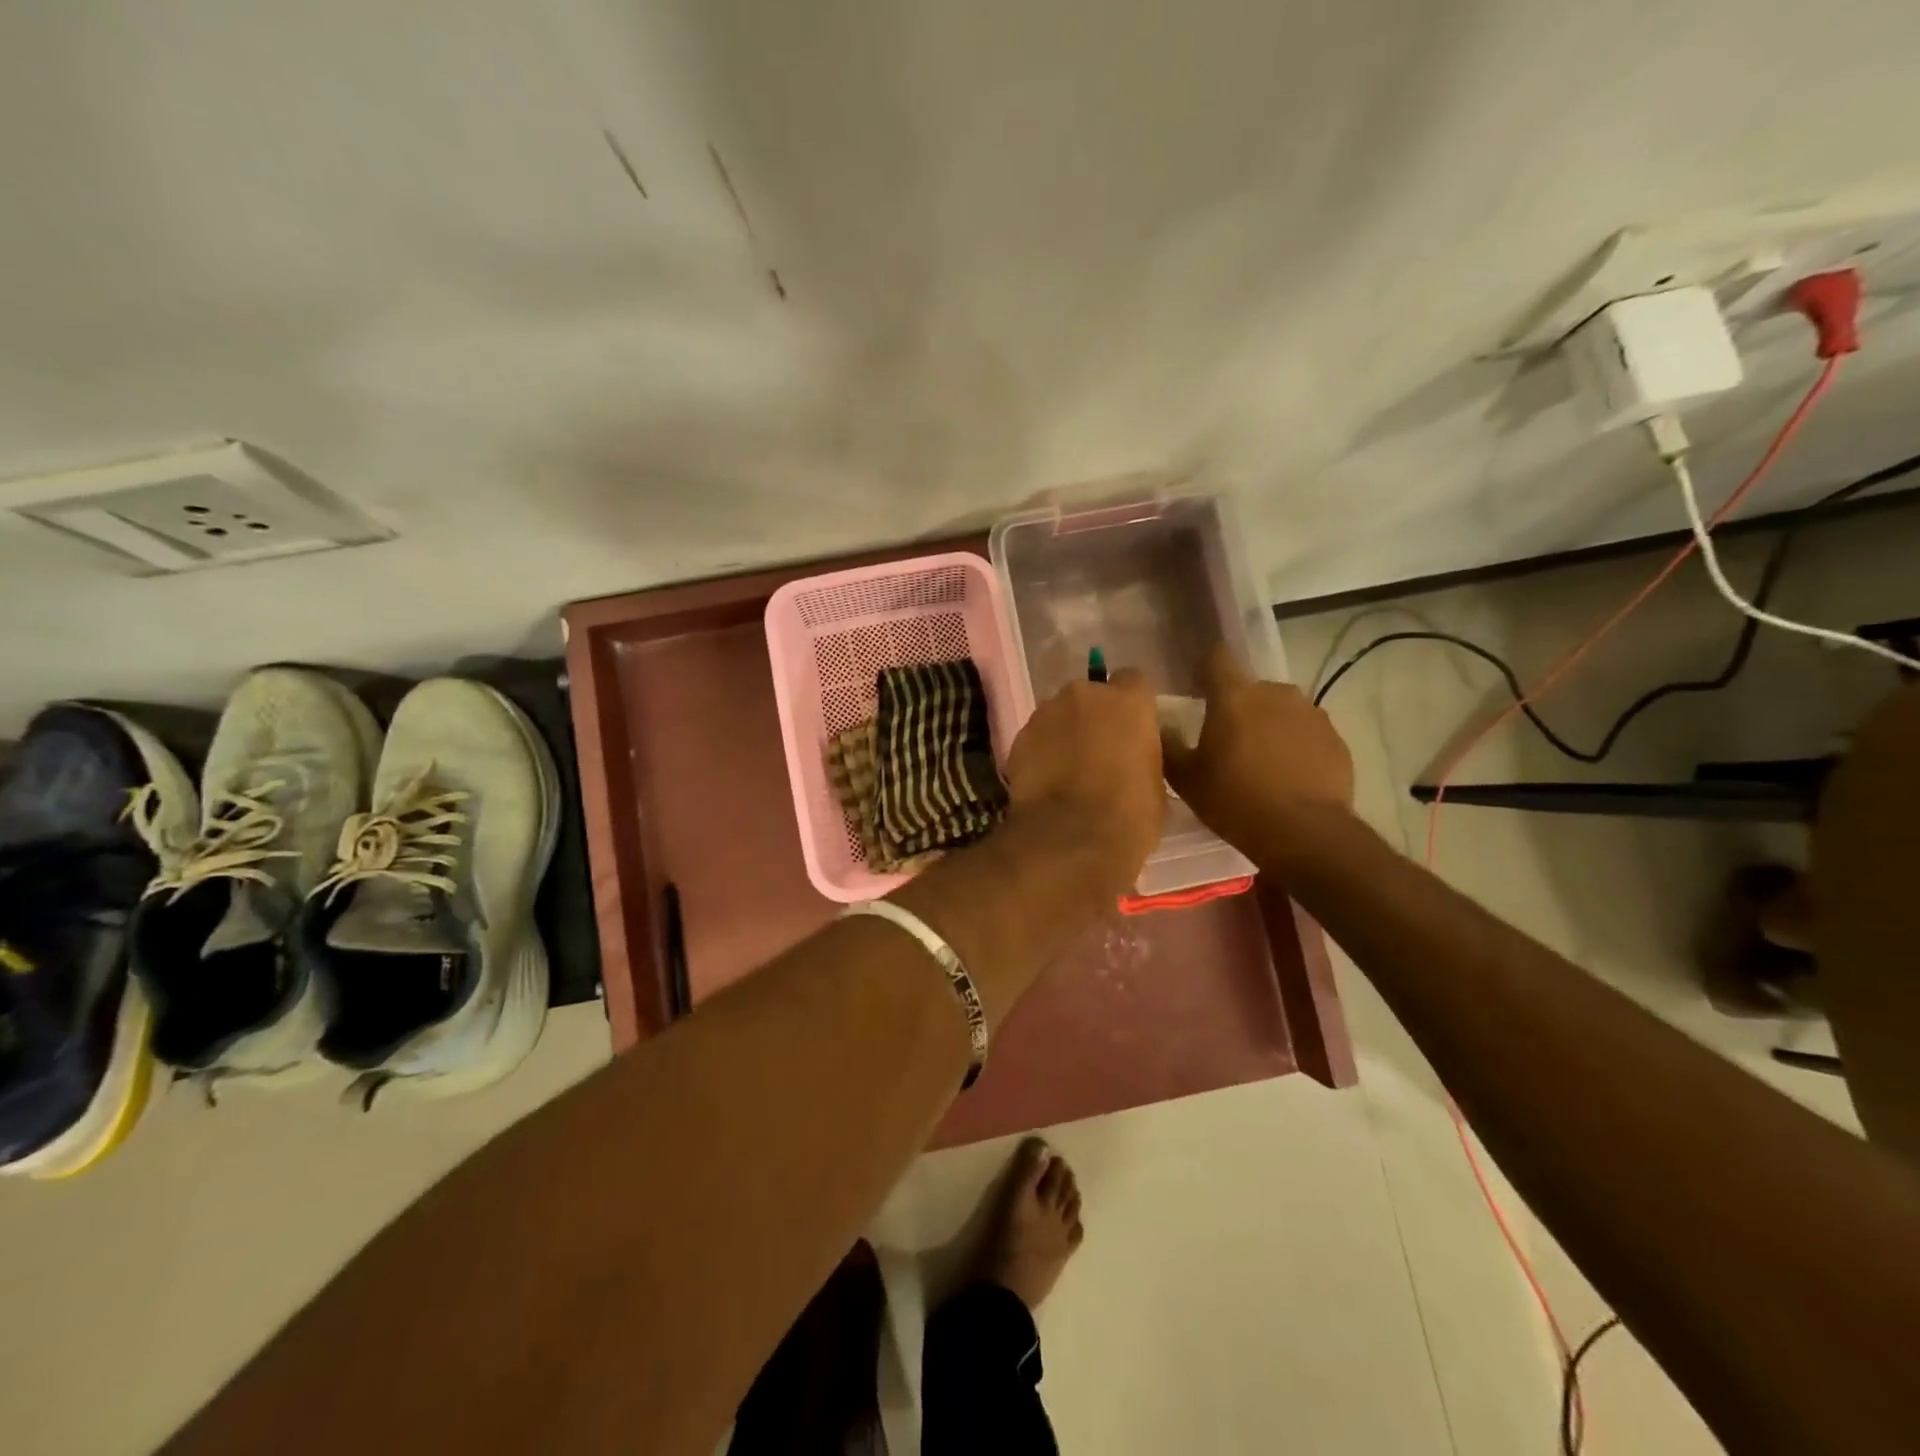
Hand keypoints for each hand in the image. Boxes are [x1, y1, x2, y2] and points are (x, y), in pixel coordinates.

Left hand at [1004, 669, 1165, 893]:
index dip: (1133, 705)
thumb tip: (1134, 759)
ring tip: (1068, 770)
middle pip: (1091, 695)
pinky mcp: (1019, 736)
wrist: (1068, 840)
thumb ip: (1144, 756)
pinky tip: (1046, 781)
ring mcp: (1046, 712)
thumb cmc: (1128, 816)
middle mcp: (1085, 695)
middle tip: (1099, 751)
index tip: (1133, 729)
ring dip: (1065, 733)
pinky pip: (1037, 737)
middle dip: (1094, 717)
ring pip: (1060, 714)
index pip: (1134, 681)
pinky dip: (1042, 751)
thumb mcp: (1156, 786)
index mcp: (1129, 702)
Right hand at [1161, 645, 1353, 861]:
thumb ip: (1169, 746)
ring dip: (1269, 726)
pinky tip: (1289, 777)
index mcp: (1234, 696)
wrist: (1304, 833)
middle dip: (1238, 708)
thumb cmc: (1234, 800)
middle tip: (1227, 742)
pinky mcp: (1335, 739)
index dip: (1206, 667)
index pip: (1218, 658)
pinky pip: (1306, 734)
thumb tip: (1160, 725)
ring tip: (1261, 762)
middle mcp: (1275, 693)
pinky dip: (1296, 747)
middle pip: (1250, 690)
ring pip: (1281, 711)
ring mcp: (1311, 714)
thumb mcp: (1186, 779)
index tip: (1198, 686)